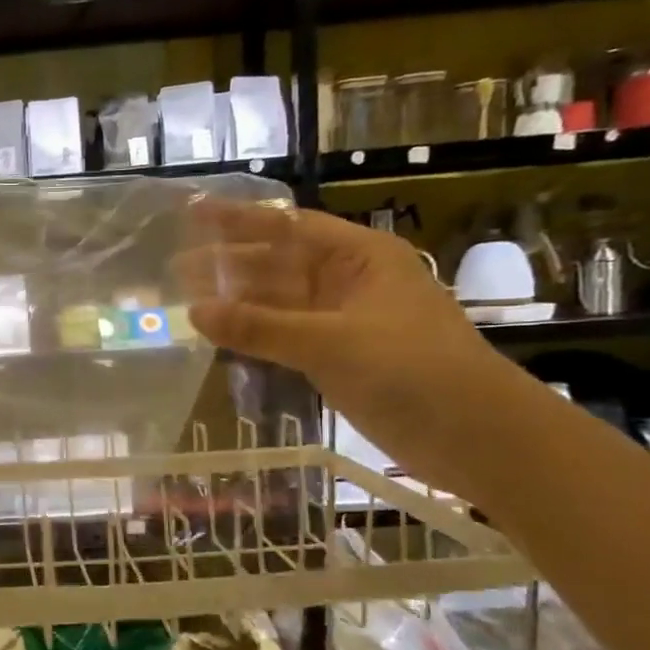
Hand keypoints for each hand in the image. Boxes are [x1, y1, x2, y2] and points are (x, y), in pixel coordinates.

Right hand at [177, 202, 518, 496]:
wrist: (475, 435)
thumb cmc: (412, 370)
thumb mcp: (330, 343)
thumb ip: (260, 327)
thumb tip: (194, 312)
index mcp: (359, 258)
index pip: (288, 227)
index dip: (239, 219)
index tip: (193, 214)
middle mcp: (348, 282)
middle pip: (279, 263)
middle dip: (229, 263)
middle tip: (173, 267)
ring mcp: (343, 322)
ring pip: (279, 302)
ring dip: (237, 302)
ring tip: (185, 302)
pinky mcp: (338, 358)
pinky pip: (285, 336)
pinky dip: (254, 335)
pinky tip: (221, 336)